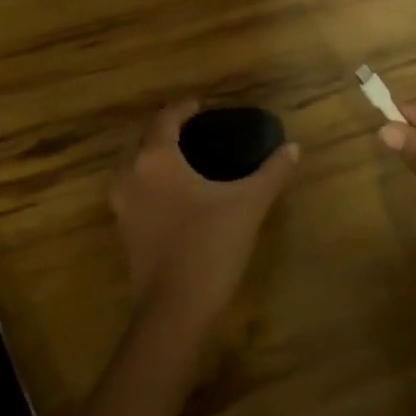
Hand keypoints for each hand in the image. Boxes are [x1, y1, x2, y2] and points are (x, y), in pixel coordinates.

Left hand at [109, 99, 299, 331]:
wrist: (175, 310)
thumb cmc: (210, 246)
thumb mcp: (248, 204)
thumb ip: (271, 172)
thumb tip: (292, 147)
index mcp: (156, 159)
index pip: (166, 119)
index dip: (185, 108)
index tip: (203, 105)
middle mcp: (131, 175)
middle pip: (145, 139)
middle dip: (167, 130)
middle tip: (197, 130)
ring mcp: (123, 206)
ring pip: (135, 166)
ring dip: (155, 156)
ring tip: (186, 159)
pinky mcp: (124, 231)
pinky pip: (135, 191)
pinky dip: (151, 182)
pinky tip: (176, 194)